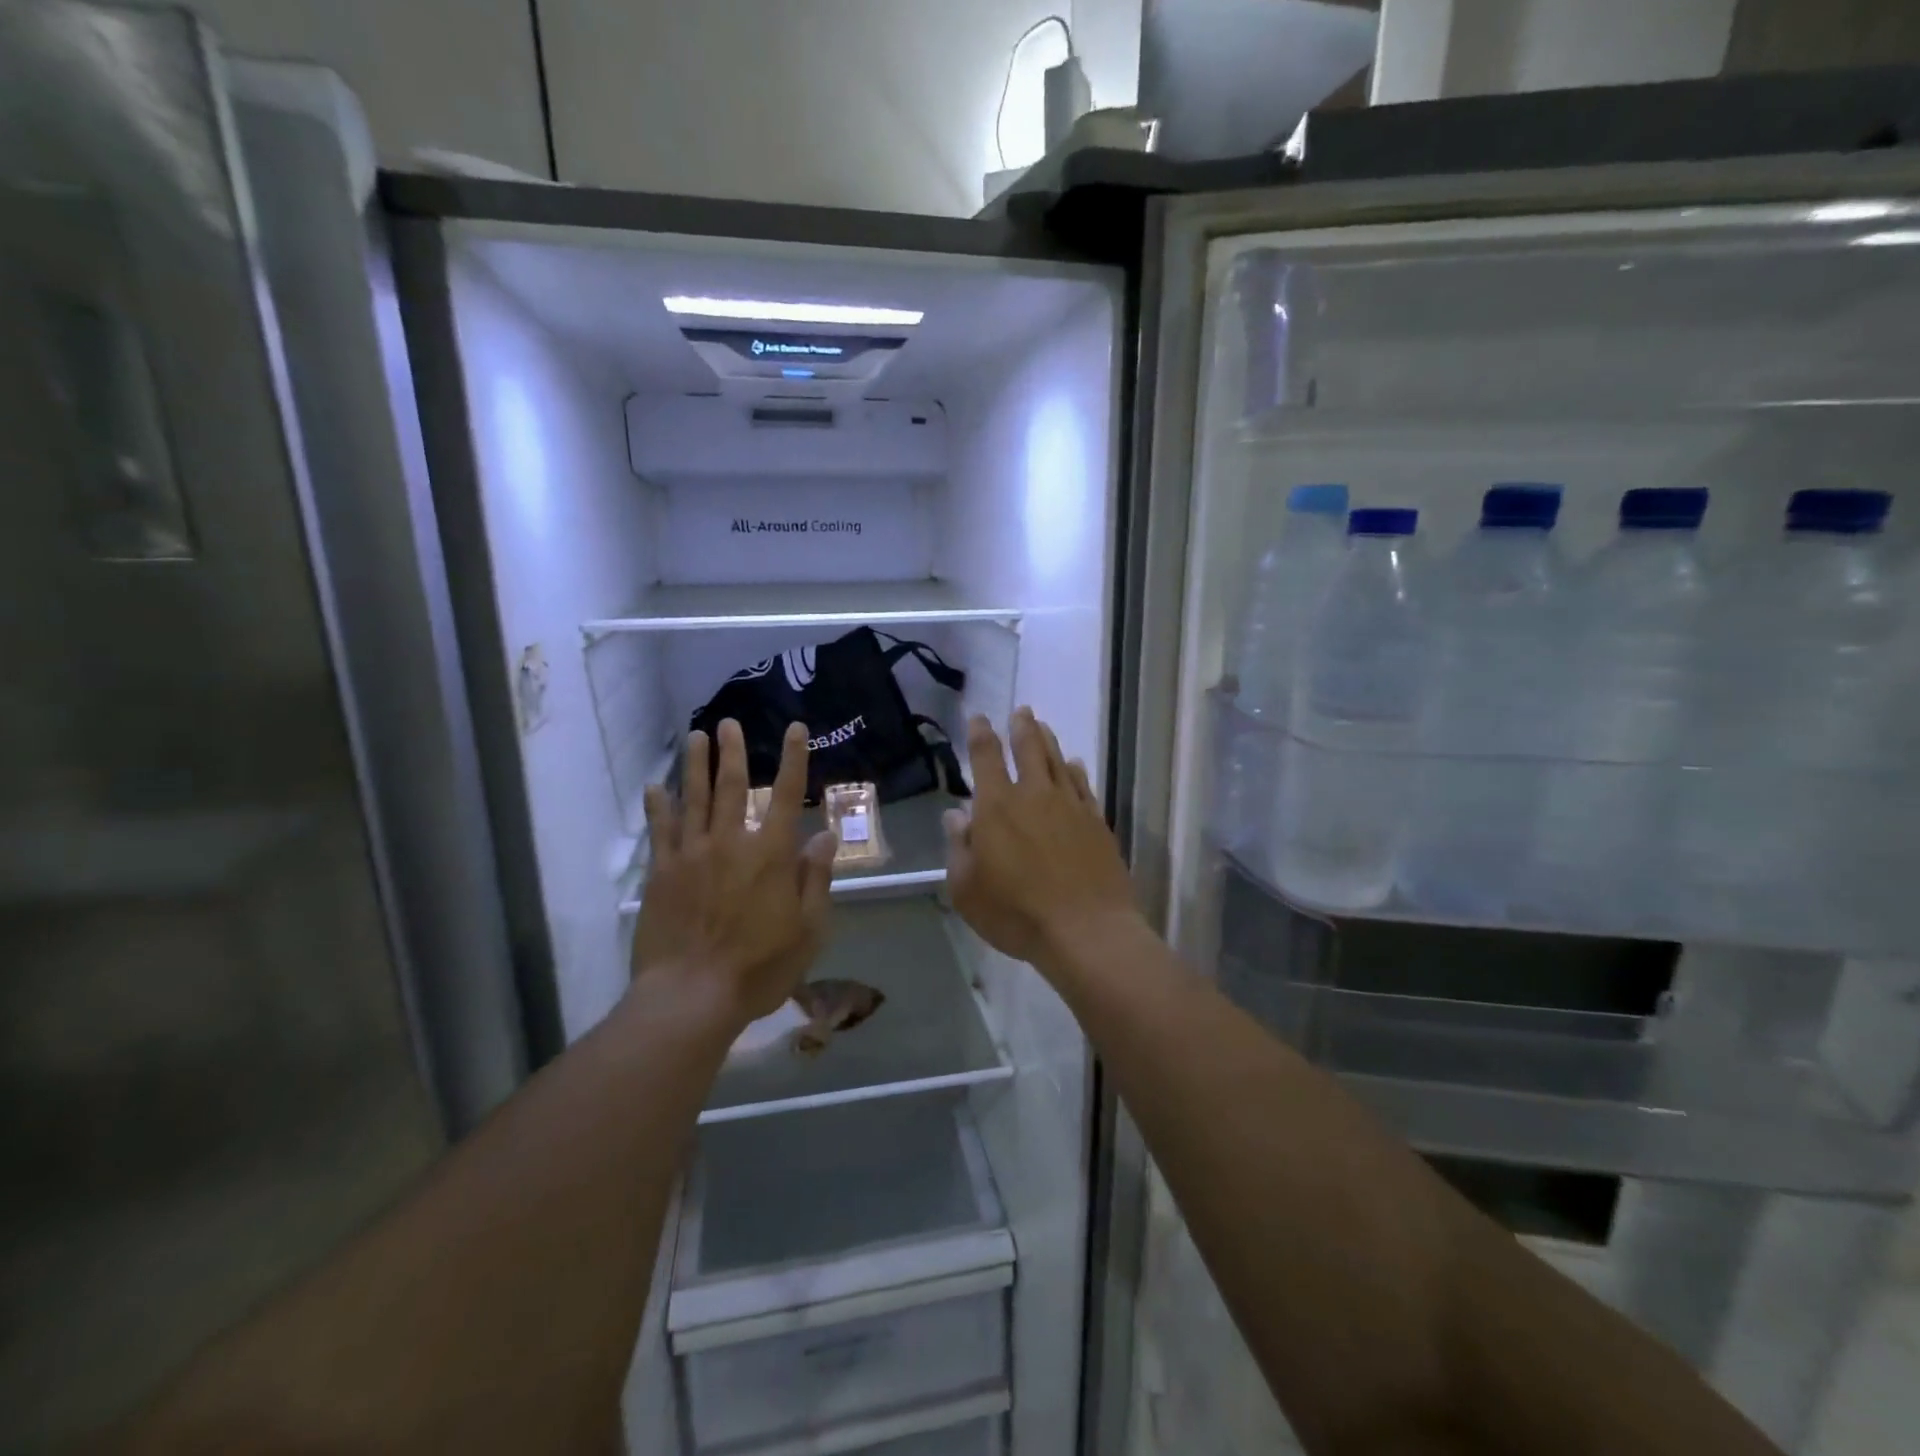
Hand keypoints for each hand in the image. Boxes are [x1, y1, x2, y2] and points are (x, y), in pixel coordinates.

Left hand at [632, 719, 837, 1027]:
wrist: (692, 995)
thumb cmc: (760, 967)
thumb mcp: (808, 929)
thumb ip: (816, 878)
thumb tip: (826, 835)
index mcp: (771, 854)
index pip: (786, 795)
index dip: (794, 759)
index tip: (796, 729)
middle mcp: (731, 842)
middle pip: (732, 786)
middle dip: (732, 752)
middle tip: (728, 723)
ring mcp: (692, 854)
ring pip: (694, 799)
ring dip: (695, 765)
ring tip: (696, 737)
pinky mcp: (663, 873)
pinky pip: (661, 830)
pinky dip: (658, 805)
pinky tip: (655, 786)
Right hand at [942, 708, 1138, 966]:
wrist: (1086, 930)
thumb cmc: (1016, 913)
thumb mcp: (967, 889)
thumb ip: (960, 848)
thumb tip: (956, 816)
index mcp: (997, 807)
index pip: (986, 758)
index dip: (980, 734)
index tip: (979, 718)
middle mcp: (1034, 795)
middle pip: (1028, 749)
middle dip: (1022, 727)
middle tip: (1021, 710)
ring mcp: (1070, 806)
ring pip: (1058, 761)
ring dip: (1048, 741)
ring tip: (1042, 727)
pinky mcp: (1097, 822)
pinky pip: (1083, 785)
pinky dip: (1075, 770)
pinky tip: (1074, 765)